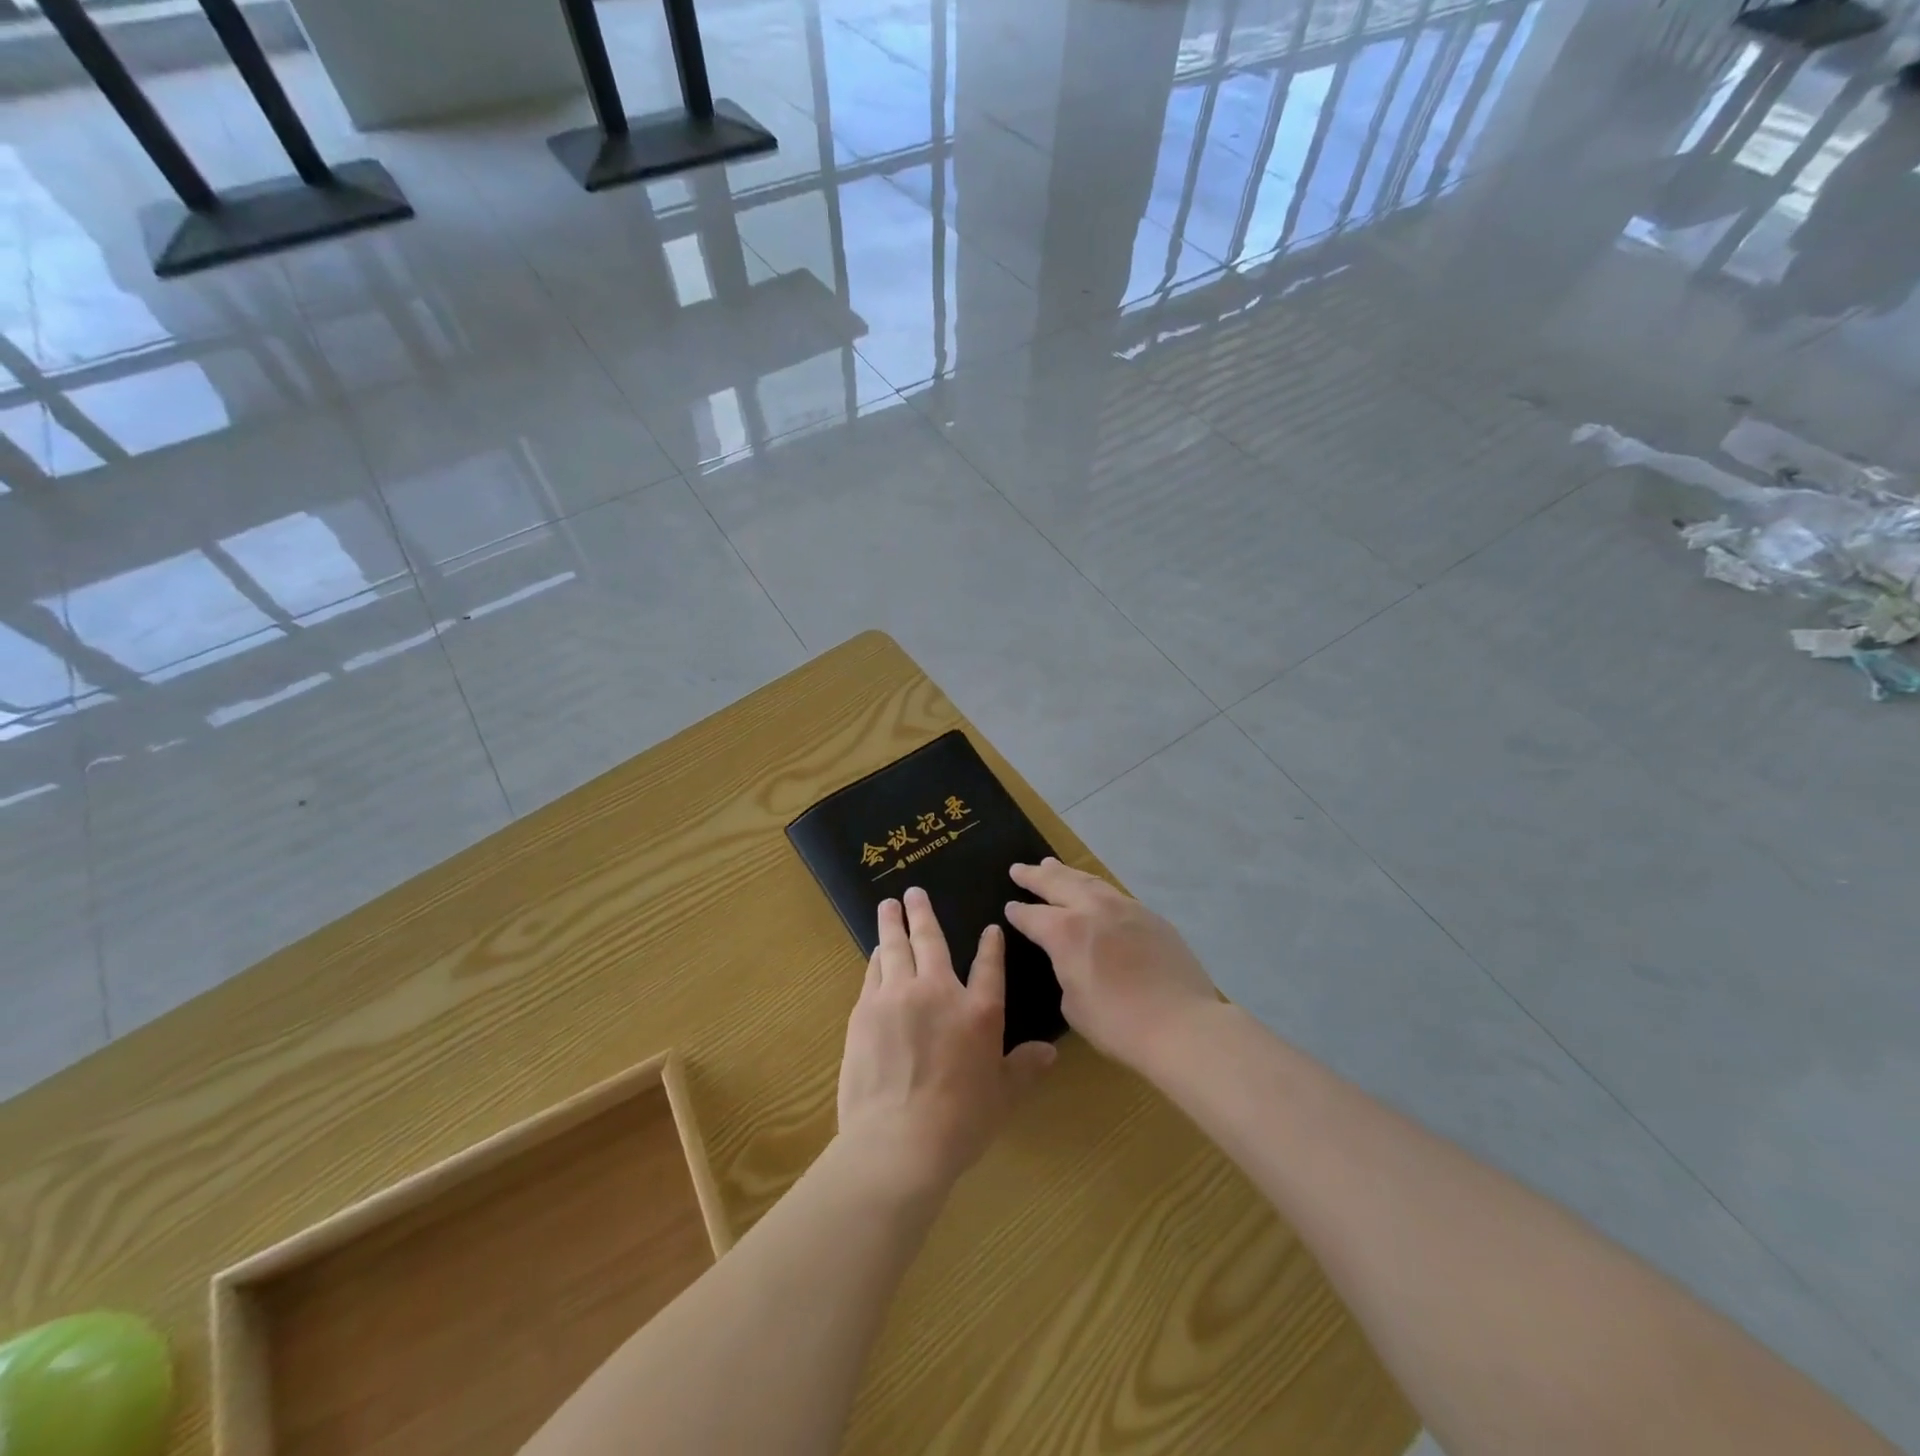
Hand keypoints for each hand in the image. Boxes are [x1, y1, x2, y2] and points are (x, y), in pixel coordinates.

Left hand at [837, 887, 1055, 1195]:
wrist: (898, 1141)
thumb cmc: (959, 1122)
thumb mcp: (1003, 1096)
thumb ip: (1024, 1067)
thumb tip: (1051, 1052)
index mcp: (979, 1011)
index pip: (989, 966)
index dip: (990, 945)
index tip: (988, 928)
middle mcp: (938, 991)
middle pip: (930, 940)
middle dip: (922, 913)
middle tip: (913, 891)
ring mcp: (898, 997)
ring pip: (895, 948)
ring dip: (892, 924)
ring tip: (888, 907)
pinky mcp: (865, 1011)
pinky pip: (872, 973)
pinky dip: (876, 958)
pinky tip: (876, 953)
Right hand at [1005, 859, 1218, 1075]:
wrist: (1180, 1023)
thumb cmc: (1117, 1024)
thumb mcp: (1073, 1004)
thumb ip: (1065, 972)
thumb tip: (1072, 960)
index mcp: (1064, 932)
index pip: (1032, 916)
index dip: (1018, 912)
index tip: (1009, 907)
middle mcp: (1091, 909)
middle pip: (1057, 883)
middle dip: (1035, 876)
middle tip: (1019, 869)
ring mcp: (1124, 908)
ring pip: (1088, 881)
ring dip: (1066, 873)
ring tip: (1052, 865)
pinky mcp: (1150, 916)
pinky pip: (1114, 894)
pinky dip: (1096, 888)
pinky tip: (1094, 892)